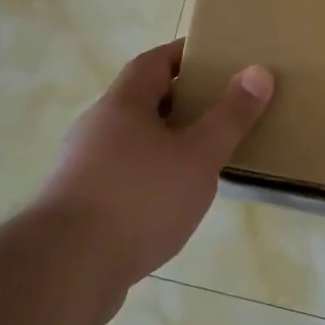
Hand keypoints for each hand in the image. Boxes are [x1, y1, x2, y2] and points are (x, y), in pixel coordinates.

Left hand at [36, 41, 271, 287]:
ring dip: (165, 140)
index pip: (154, 61)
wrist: (66, 270)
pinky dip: (151, 174)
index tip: (216, 56)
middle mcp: (96, 127)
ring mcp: (82, 167)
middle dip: (180, 100)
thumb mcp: (198, 155)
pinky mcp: (79, 204)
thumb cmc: (139, 199)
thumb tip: (258, 70)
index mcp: (122, 104)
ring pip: (132, 140)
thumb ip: (230, 116)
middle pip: (142, 100)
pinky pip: (123, 174)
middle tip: (220, 106)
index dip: (184, 54)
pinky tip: (172, 199)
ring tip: (203, 155)